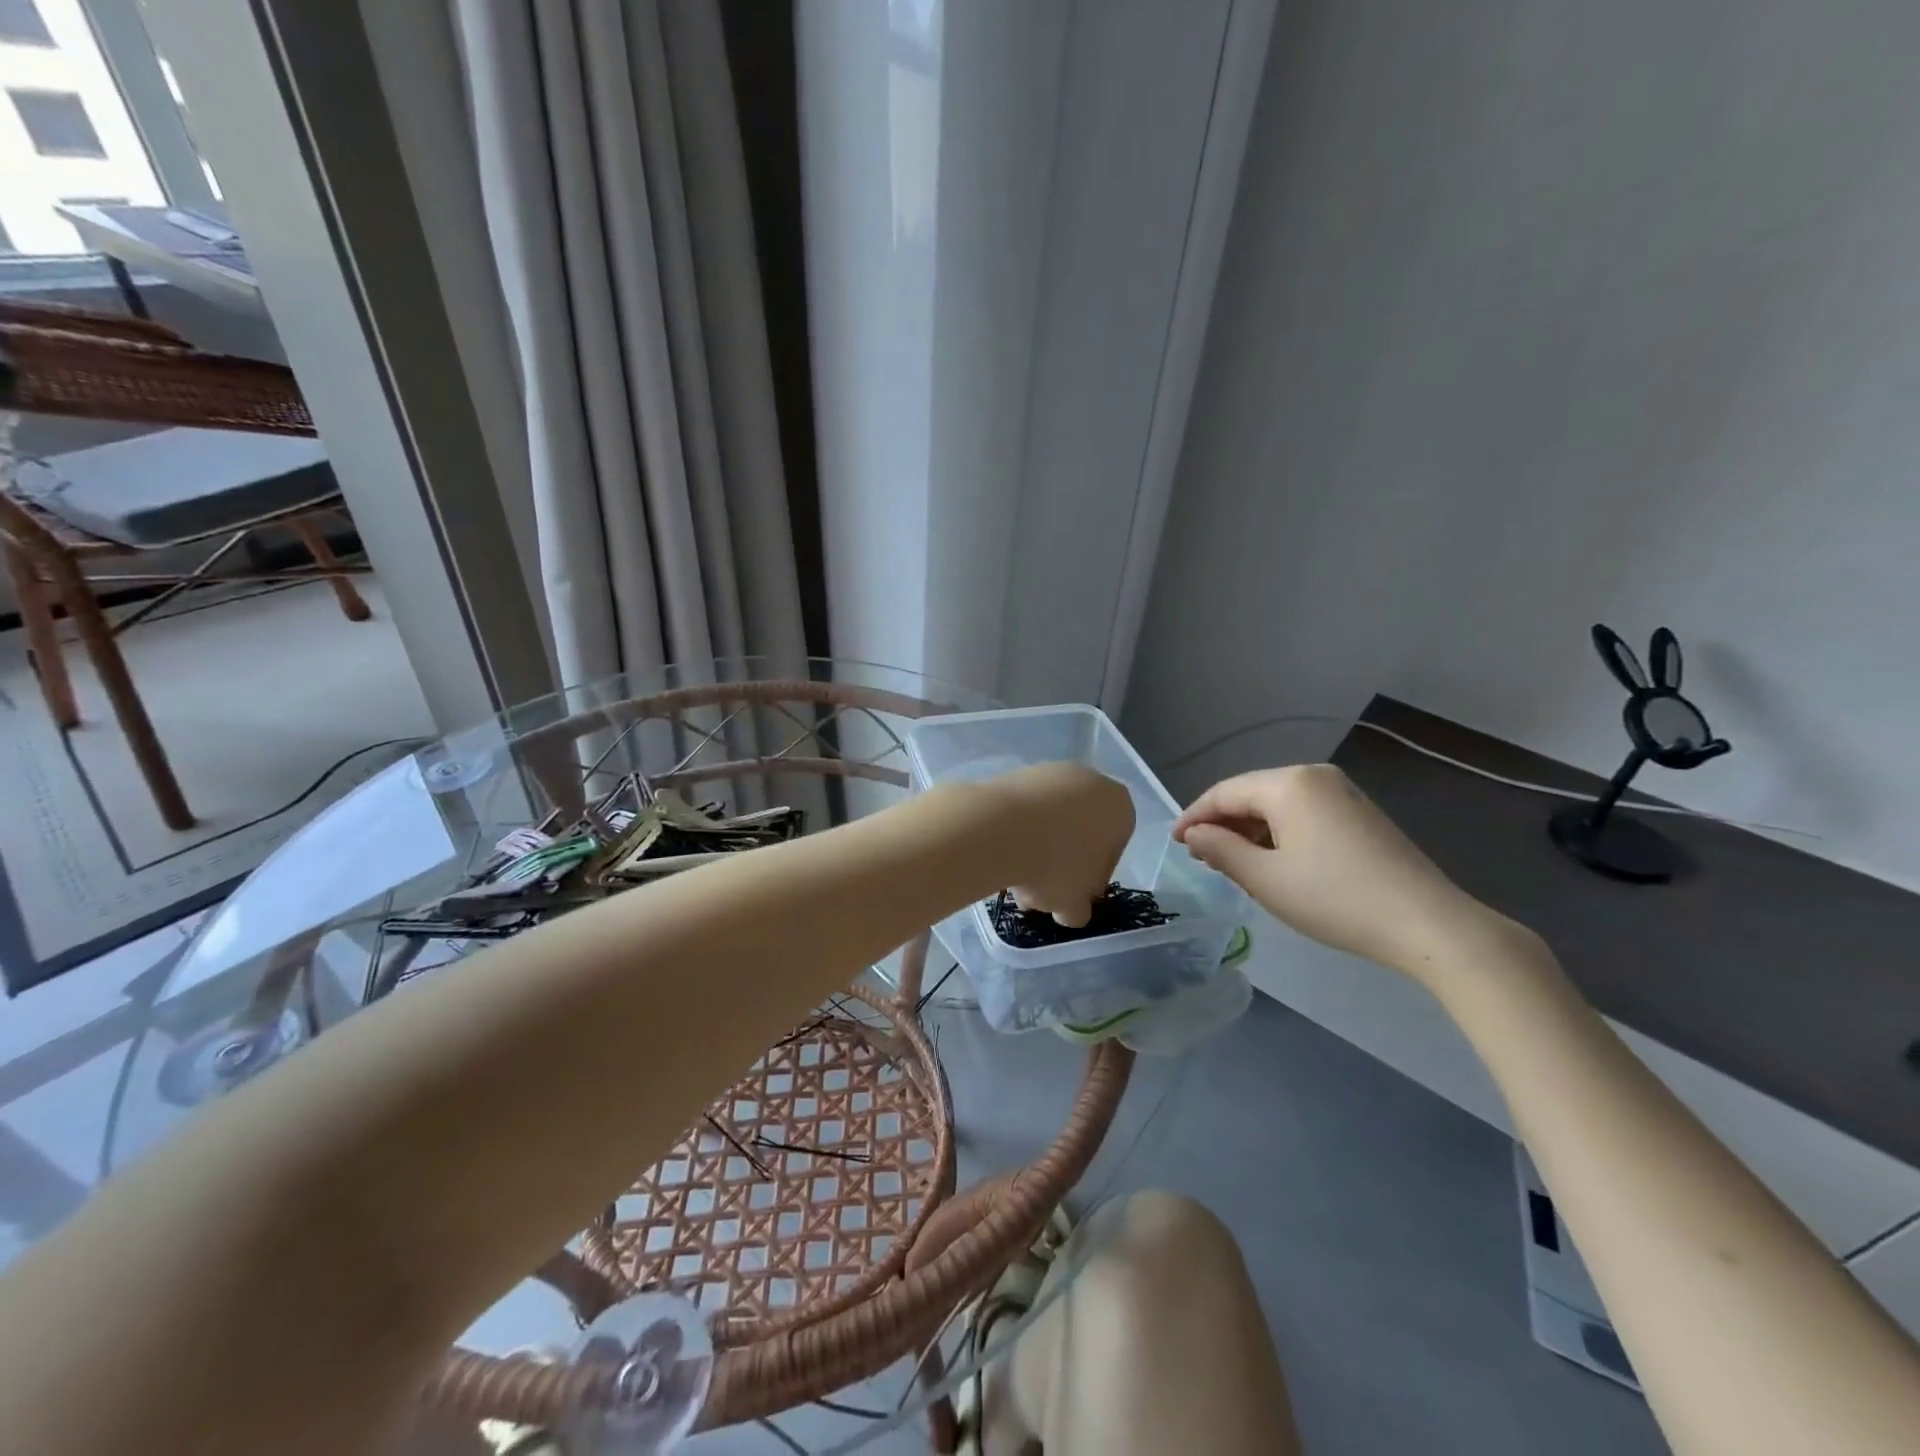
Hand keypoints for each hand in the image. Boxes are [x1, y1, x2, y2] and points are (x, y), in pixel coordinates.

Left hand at [986, 763, 1134, 927]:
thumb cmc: (1054, 865)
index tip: (1071, 897)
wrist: (998, 828)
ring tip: (1013, 883)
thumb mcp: (1075, 903)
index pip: (1113, 850)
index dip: (1091, 880)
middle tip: (1038, 894)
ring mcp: (1052, 772)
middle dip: (1060, 864)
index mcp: (1119, 808)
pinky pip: (1024, 809)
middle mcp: (1091, 781)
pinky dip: (1016, 831)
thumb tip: (1072, 911)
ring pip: (1050, 821)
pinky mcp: (1017, 772)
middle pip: (1079, 833)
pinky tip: (1000, 857)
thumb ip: (1080, 909)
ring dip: (1036, 850)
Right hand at [1174, 764, 1503, 979]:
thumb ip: (1221, 850)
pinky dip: (1279, 833)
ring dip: (1250, 830)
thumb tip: (1194, 833)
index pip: (1225, 792)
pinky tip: (1274, 861)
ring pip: (1278, 805)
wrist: (1427, 924)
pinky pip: (1304, 813)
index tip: (1174, 842)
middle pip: (1252, 794)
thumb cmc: (1335, 899)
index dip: (1195, 816)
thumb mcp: (1265, 879)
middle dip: (1223, 823)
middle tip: (1202, 857)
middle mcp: (1315, 776)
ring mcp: (1343, 793)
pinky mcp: (1360, 813)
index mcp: (1288, 784)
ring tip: (1233, 863)